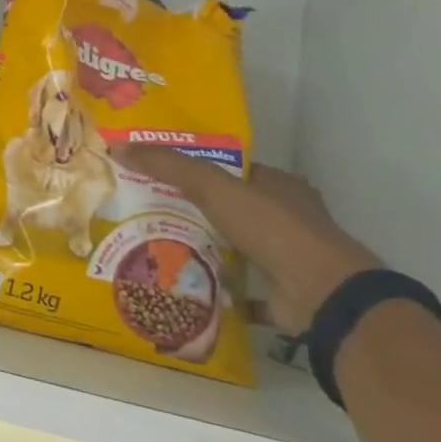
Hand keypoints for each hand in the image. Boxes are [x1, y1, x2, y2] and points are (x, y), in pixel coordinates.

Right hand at [112, 146, 380, 334]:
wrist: (322, 295)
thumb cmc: (272, 228)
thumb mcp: (212, 186)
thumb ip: (168, 166)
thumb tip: (118, 146)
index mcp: (280, 187)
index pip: (230, 170)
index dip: (194, 169)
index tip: (155, 173)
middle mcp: (288, 219)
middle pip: (229, 208)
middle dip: (192, 210)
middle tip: (145, 209)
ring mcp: (288, 259)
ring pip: (234, 247)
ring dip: (202, 247)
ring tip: (153, 245)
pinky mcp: (283, 294)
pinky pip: (240, 287)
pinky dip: (215, 287)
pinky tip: (181, 284)